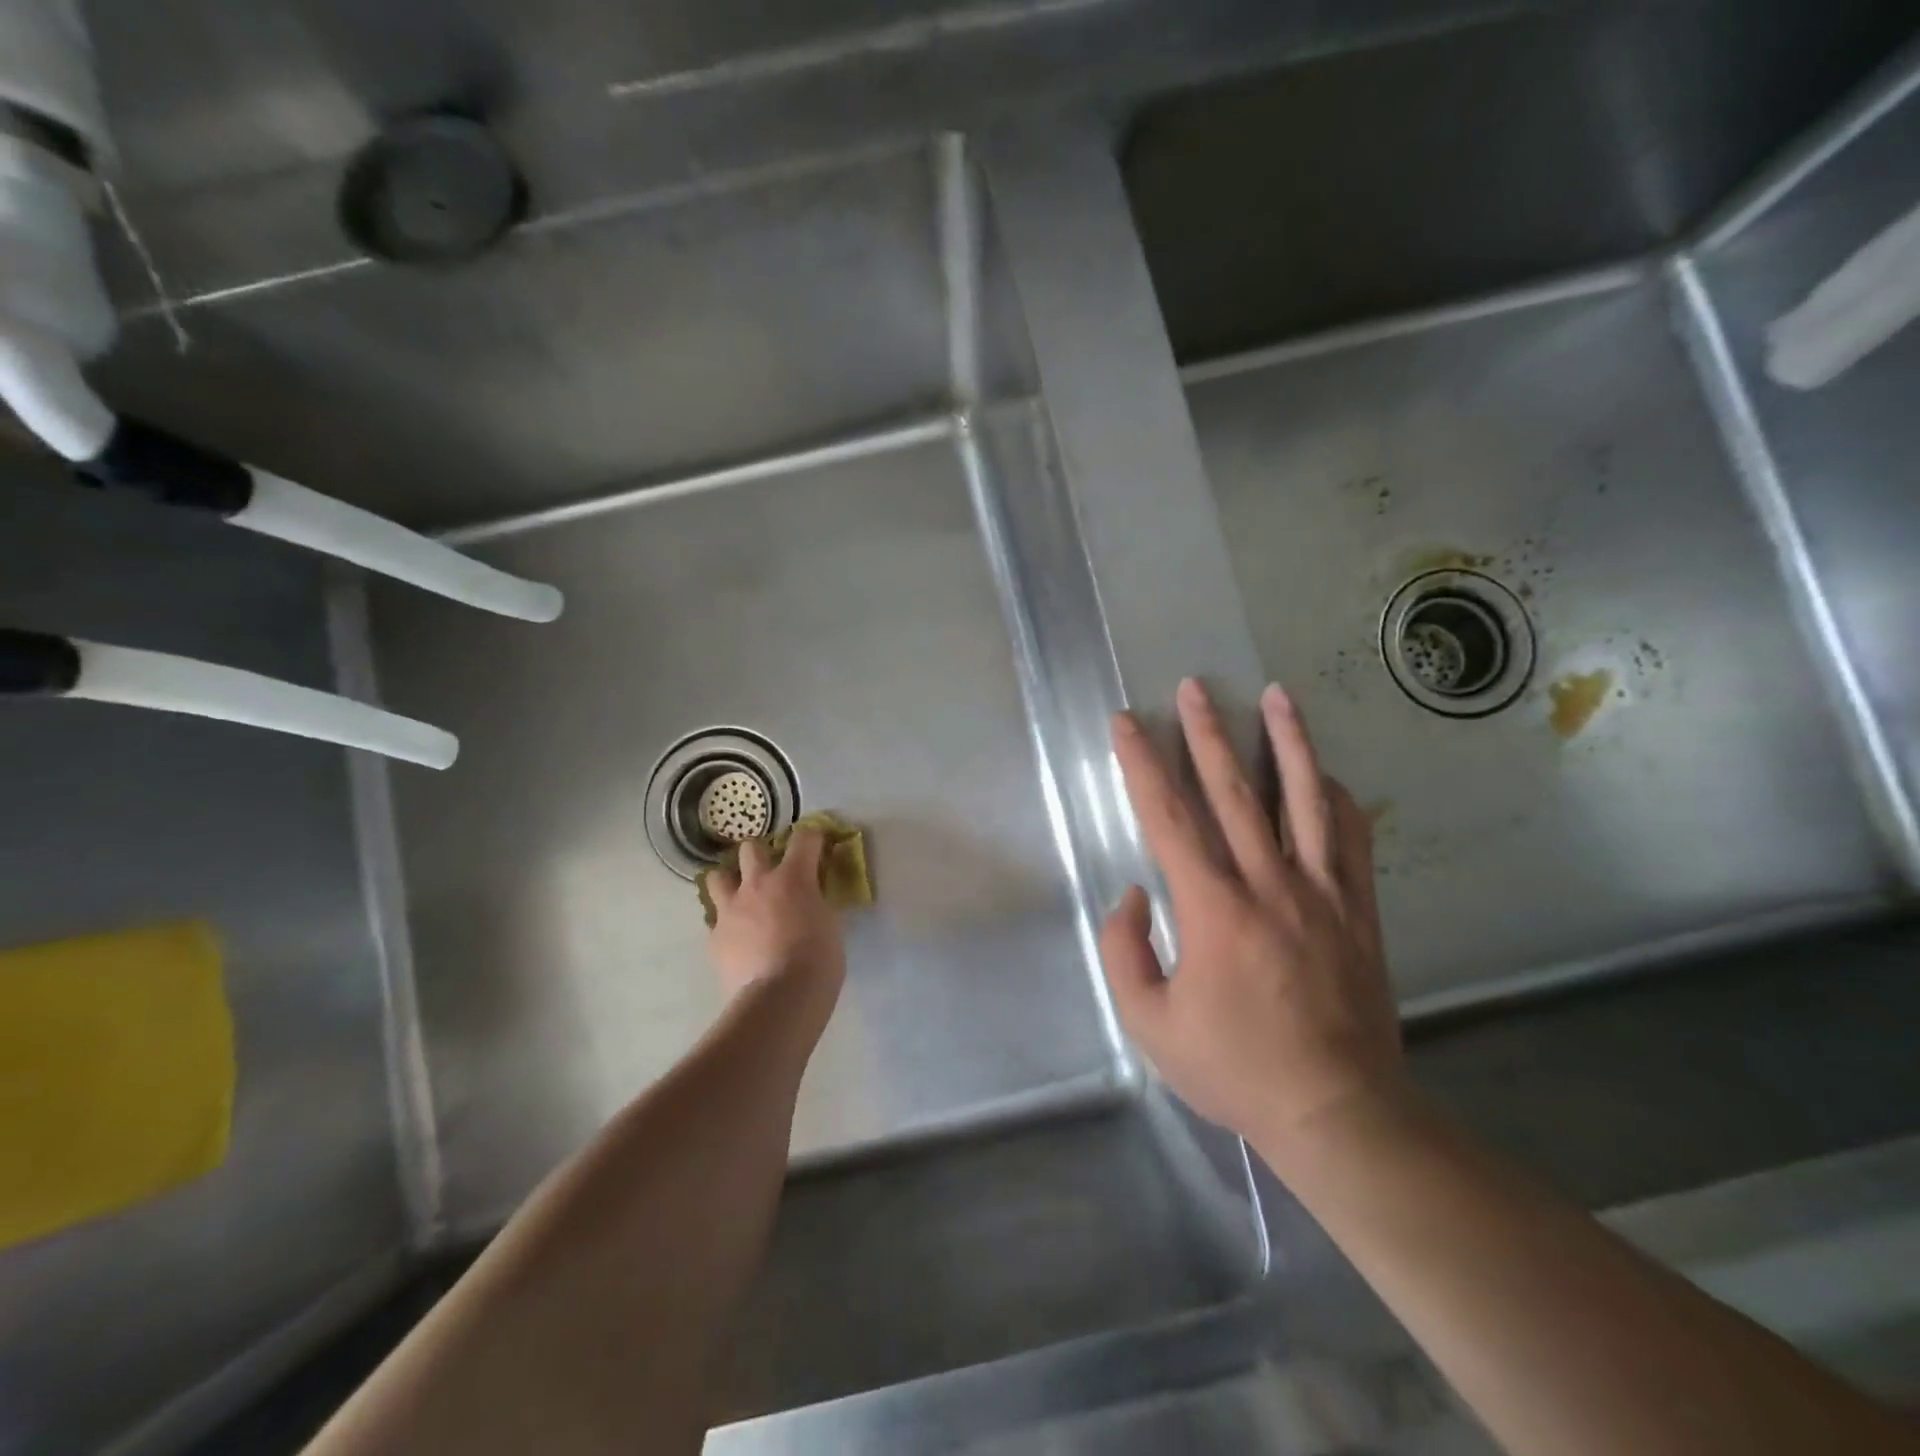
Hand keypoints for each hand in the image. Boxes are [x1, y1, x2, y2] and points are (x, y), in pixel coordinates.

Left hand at [705, 830, 846, 1017]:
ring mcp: (730, 910)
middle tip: (774, 874)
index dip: (813, 838)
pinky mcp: (715, 938)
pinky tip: (740, 942)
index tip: (818, 845)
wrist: (779, 999)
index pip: (804, 838)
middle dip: (762, 855)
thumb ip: (818, 906)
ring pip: (718, 877)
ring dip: (731, 883)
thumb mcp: (830, 926)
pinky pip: (717, 921)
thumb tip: (812, 903)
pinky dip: (728, 926)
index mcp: (793, 877)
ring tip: (744, 900)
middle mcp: (758, 884)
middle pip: (751, 849)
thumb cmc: (818, 960)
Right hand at [1101, 678, 1404, 1158]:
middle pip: (1234, 791)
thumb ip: (1124, 951)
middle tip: (1194, 687)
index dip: (1142, 764)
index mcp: (1213, 910)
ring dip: (1287, 742)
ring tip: (1276, 696)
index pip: (1168, 818)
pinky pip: (1352, 838)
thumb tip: (1136, 895)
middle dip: (1207, 733)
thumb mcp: (1150, 1023)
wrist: (1339, 1111)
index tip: (1127, 723)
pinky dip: (1337, 797)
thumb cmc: (1235, 1068)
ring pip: (1305, 799)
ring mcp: (1322, 892)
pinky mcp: (1359, 908)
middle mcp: (1269, 884)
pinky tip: (1326, 773)